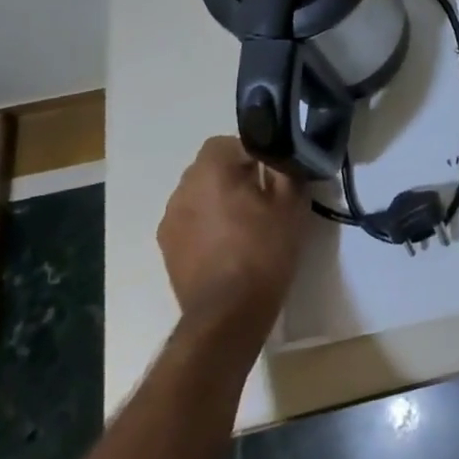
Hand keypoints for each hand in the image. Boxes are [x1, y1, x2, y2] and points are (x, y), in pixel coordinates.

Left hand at [158, 137, 308, 352]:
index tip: (271, 174)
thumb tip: (283, 151)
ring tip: (244, 224)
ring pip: (199, 193)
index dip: (253, 153)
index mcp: (211, 170)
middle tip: (262, 197)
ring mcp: (170, 219)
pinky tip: (227, 246)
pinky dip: (206, 223)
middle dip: (234, 175)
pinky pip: (190, 220)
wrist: (228, 316)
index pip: (230, 142)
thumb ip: (286, 167)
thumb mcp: (291, 204)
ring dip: (218, 199)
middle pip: (211, 166)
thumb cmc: (263, 252)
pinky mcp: (166, 247)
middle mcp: (183, 188)